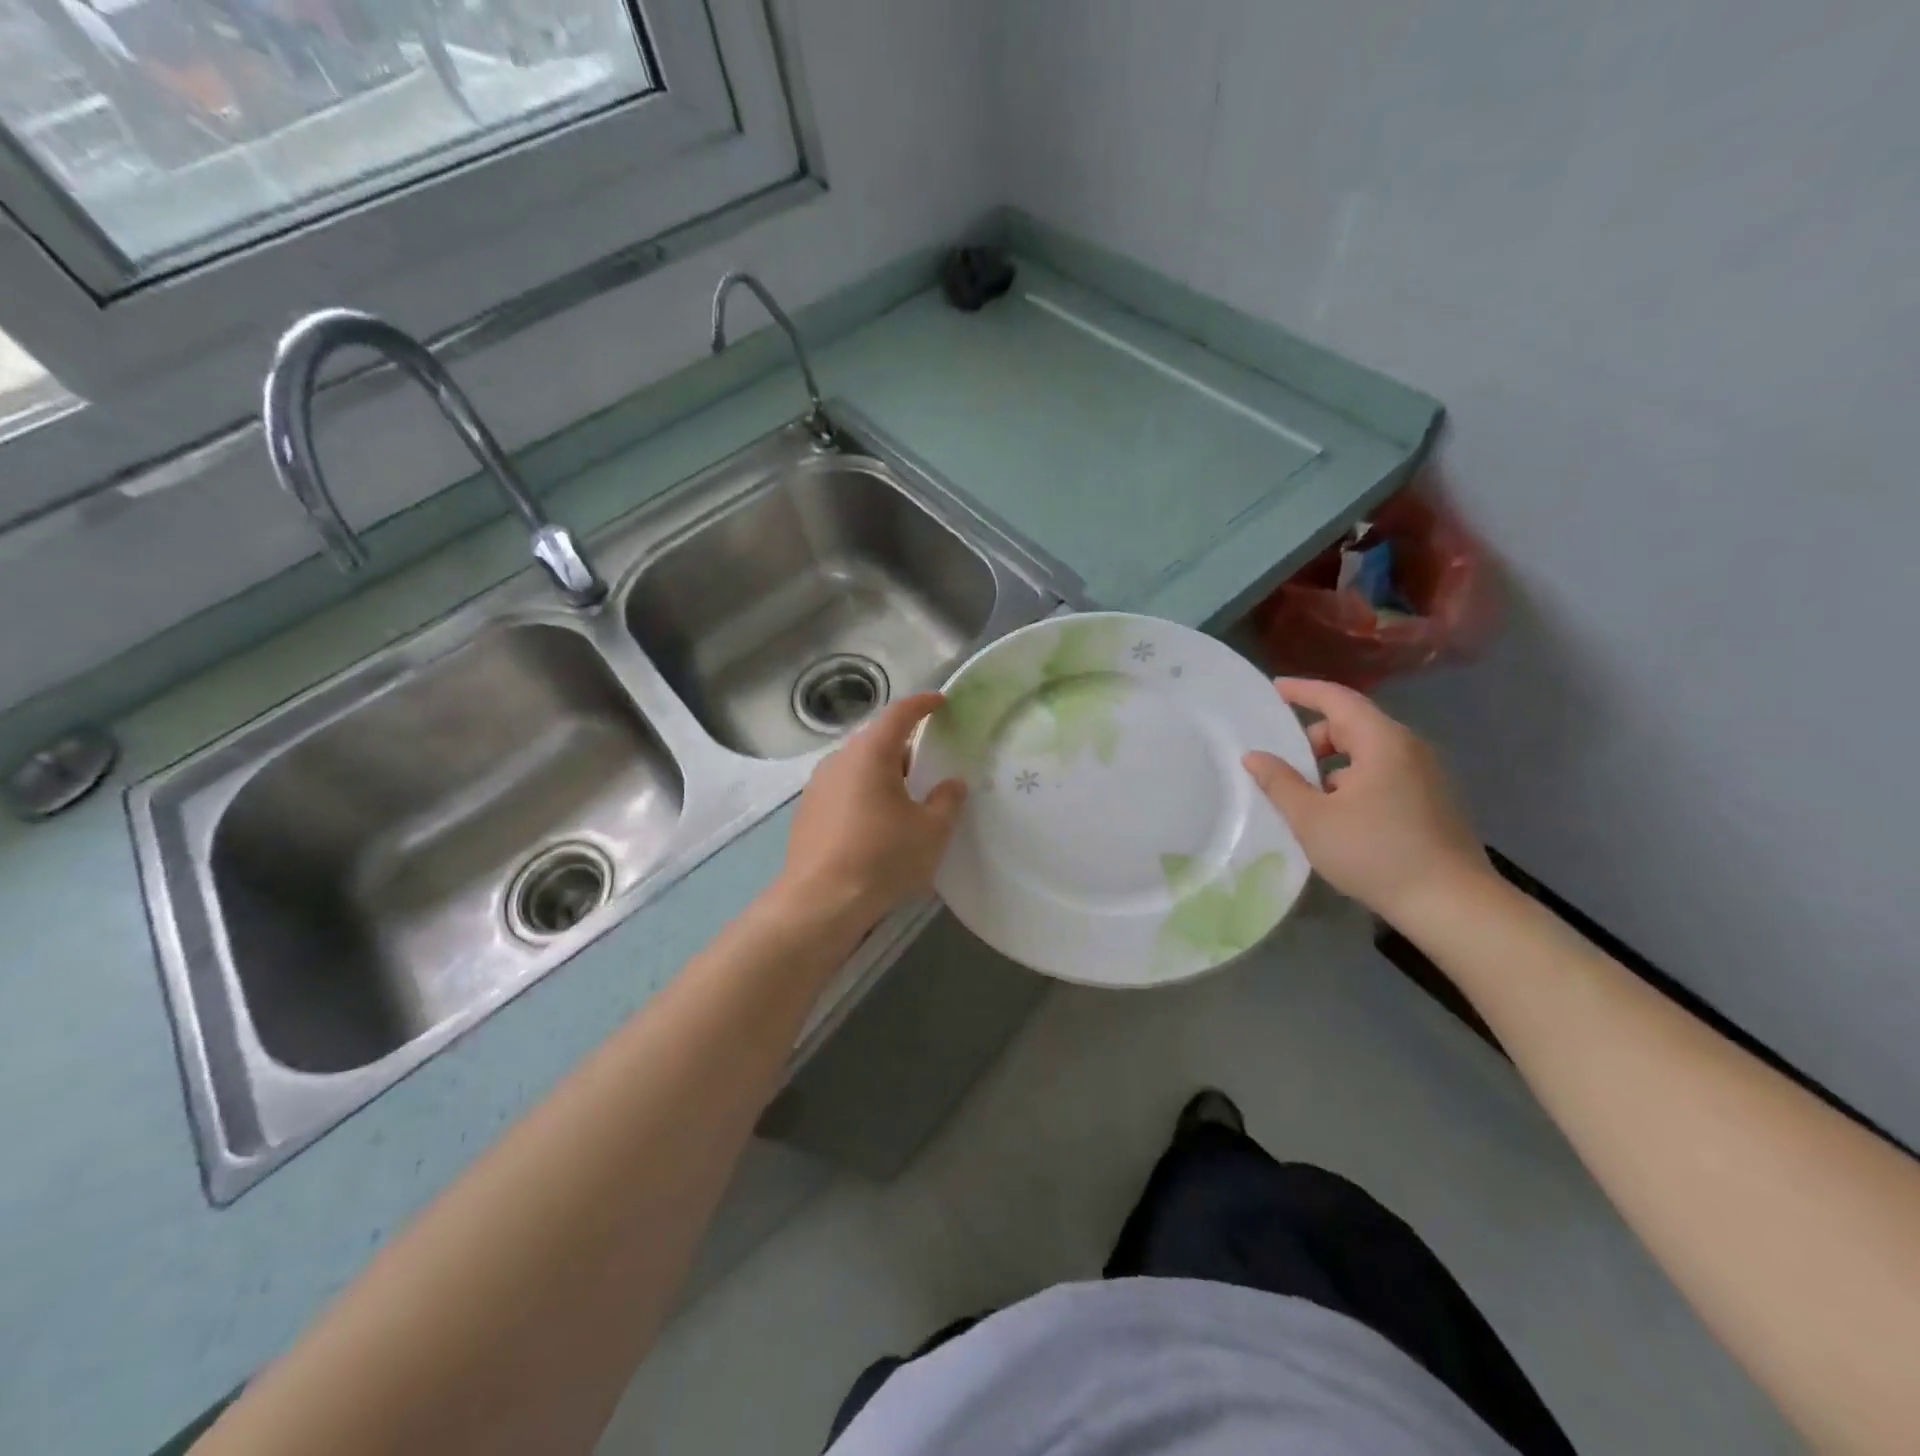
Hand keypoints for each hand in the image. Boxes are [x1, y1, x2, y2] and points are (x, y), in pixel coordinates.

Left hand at [772, 692, 966, 930]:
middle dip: (904, 746)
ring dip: (882, 773)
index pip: (899, 714)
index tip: (940, 702)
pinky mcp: (807, 812)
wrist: (819, 903)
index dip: (922, 704)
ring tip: (905, 798)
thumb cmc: (882, 859)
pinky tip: (876, 823)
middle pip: (876, 741)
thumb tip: (952, 783)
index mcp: (870, 754)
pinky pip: (843, 790)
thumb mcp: (930, 832)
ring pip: (858, 767)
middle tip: (930, 763)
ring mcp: (817, 786)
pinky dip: (864, 794)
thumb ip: (947, 801)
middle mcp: (839, 760)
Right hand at [1242, 678, 1491, 922]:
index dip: (1303, 691)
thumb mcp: (1313, 819)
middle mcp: (1409, 748)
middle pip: (1354, 724)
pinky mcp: (1432, 800)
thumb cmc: (1375, 853)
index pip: (1338, 699)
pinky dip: (1354, 779)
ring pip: (1369, 752)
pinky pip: (1384, 773)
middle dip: (1314, 734)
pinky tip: (1338, 814)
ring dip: (1333, 762)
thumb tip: (1254, 756)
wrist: (1452, 904)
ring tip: (1305, 792)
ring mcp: (1426, 775)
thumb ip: (1279, 783)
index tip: (1274, 689)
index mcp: (1382, 741)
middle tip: (1282, 757)